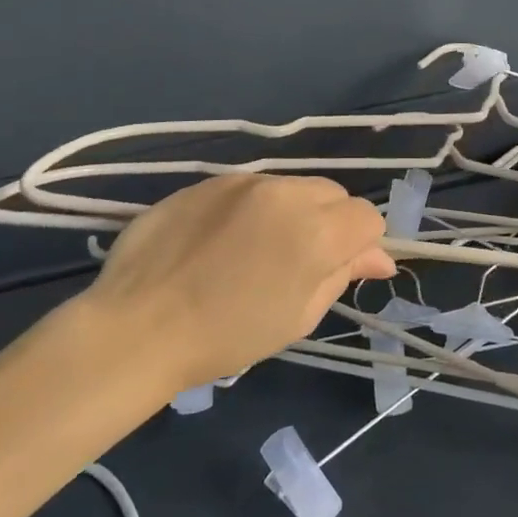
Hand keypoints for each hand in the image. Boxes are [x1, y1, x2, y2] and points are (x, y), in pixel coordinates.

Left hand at [69, 175, 393, 400]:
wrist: (137, 328)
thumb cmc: (226, 337)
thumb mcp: (298, 317)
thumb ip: (342, 275)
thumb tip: (380, 258)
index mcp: (317, 232)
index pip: (367, 218)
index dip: (361, 245)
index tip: (337, 269)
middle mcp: (287, 194)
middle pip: (333, 194)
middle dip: (330, 222)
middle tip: (298, 261)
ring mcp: (246, 181)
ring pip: (293, 186)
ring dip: (291, 211)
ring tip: (256, 249)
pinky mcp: (210, 179)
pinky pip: (251, 186)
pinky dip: (252, 207)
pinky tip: (223, 240)